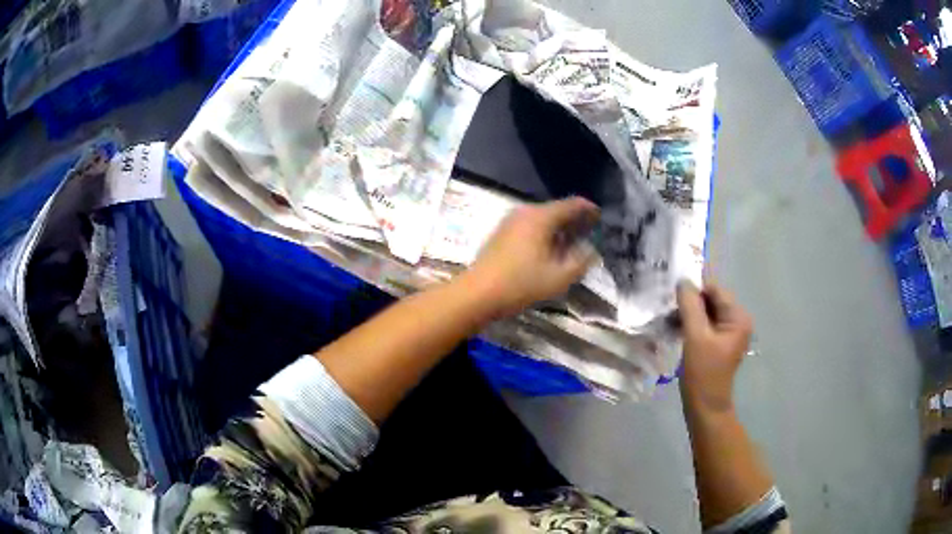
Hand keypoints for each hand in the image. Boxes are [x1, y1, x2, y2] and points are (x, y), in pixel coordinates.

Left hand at [465, 197, 599, 317]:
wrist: (478, 293)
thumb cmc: (521, 284)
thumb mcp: (559, 277)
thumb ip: (580, 261)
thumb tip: (590, 250)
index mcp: (541, 217)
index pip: (572, 204)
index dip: (589, 209)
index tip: (601, 218)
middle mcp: (525, 212)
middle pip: (557, 210)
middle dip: (575, 221)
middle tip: (590, 234)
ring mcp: (511, 221)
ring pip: (543, 219)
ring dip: (559, 229)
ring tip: (572, 245)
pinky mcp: (502, 233)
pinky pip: (530, 226)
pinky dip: (544, 234)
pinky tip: (549, 251)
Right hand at [677, 281, 752, 414]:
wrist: (705, 406)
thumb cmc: (703, 372)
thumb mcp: (695, 336)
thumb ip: (690, 306)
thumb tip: (683, 281)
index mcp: (738, 317)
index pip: (715, 291)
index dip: (694, 292)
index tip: (672, 300)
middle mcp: (737, 321)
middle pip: (711, 300)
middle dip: (690, 304)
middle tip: (669, 312)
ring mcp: (728, 332)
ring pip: (705, 312)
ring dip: (688, 314)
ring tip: (670, 322)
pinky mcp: (718, 342)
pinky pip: (704, 324)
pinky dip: (691, 324)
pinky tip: (676, 330)